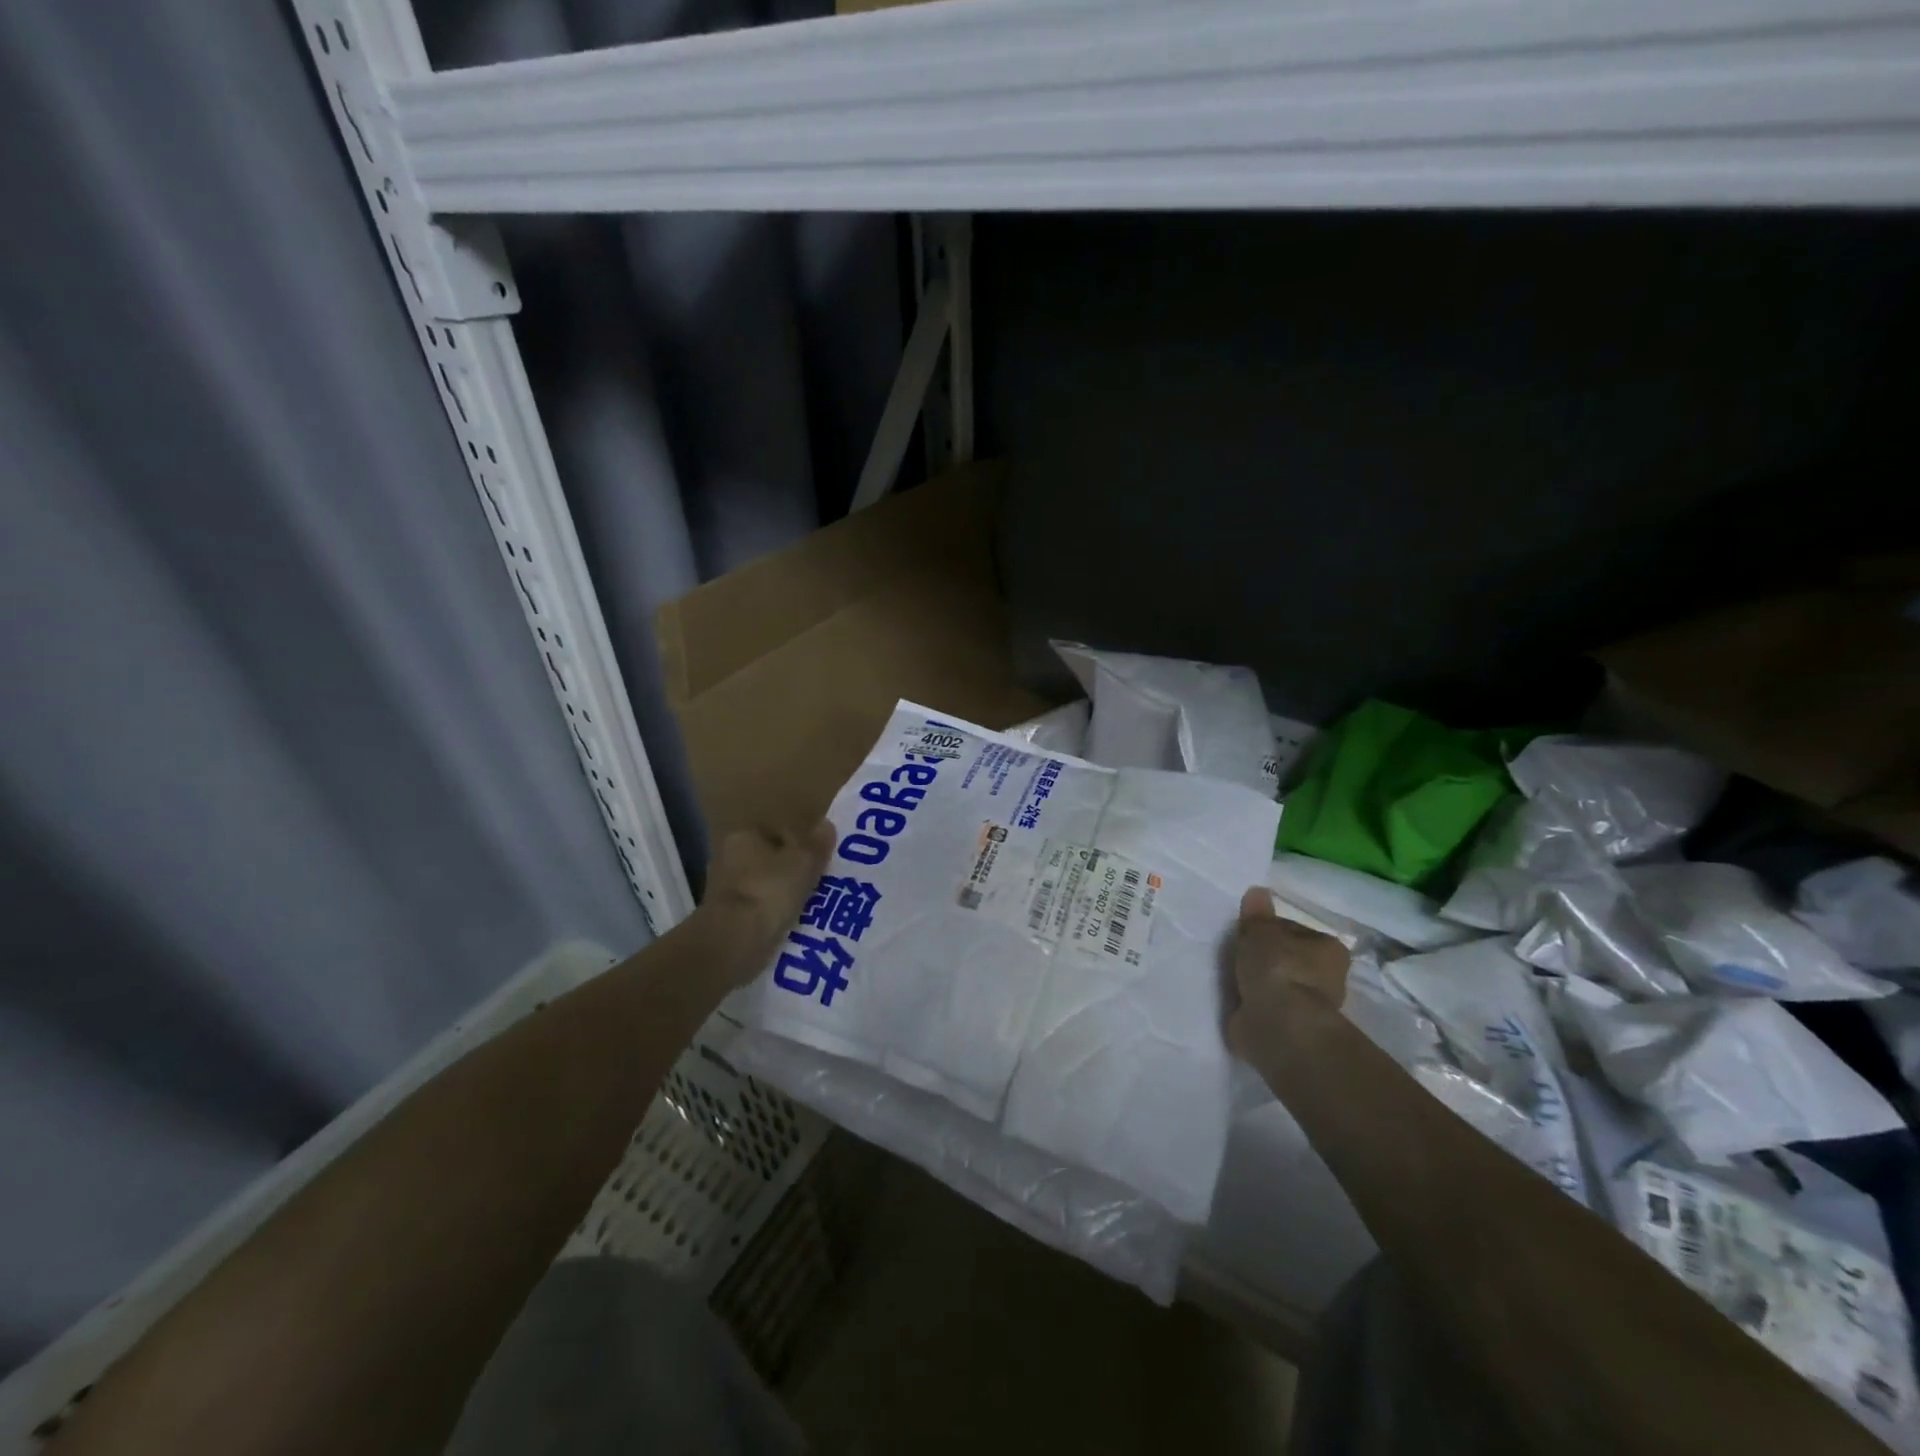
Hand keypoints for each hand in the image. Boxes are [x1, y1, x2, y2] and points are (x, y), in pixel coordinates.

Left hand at [695, 822, 835, 985]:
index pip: (777, 833)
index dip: (800, 845)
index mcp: (742, 836)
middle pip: (769, 860)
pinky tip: (790, 926)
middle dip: (790, 872)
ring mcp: (722, 890)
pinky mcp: (724, 919)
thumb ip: (816, 843)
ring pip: (763, 887)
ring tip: (810, 908)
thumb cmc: (770, 891)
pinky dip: (771, 916)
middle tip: (817, 886)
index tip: (819, 862)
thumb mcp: (804, 863)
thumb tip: (826, 824)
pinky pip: (757, 911)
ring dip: (782, 895)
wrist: (734, 942)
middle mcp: (726, 857)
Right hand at [1226, 886, 1351, 1064]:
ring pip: (1276, 982)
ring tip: (1230, 975)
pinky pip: (1266, 1005)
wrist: (1278, 1027)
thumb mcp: (1260, 930)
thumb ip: (1256, 913)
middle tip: (1236, 953)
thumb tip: (1258, 891)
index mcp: (1329, 948)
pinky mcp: (1289, 1027)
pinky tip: (1234, 997)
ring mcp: (1307, 1004)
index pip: (1293, 930)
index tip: (1246, 932)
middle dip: (1264, 956)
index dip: (1268, 928)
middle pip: (1287, 957)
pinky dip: (1252, 1002)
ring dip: (1257, 981)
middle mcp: (1326, 977)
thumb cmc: (1277, 969)